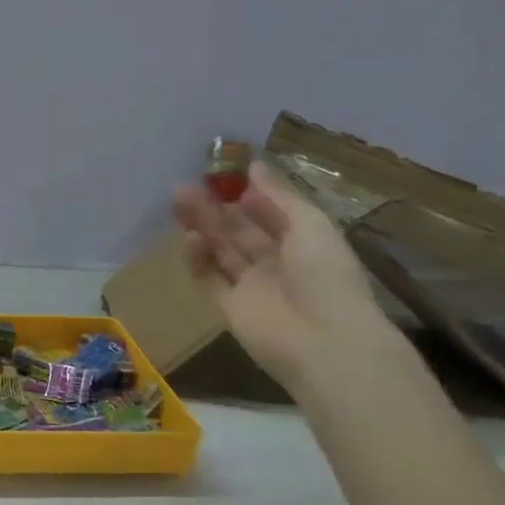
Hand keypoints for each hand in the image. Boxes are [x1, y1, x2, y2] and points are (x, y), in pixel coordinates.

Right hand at [173, 159, 394, 385]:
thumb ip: (279, 195)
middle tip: (187, 184)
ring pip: (220, 250)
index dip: (246, 192)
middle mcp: (275, 262)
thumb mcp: (310, 224)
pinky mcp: (230, 307)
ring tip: (178, 199)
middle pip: (238, 229)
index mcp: (302, 242)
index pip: (268, 212)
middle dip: (214, 206)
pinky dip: (197, 259)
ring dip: (201, 225)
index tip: (220, 170)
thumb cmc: (325, 275)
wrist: (324, 341)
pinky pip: (208, 279)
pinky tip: (189, 238)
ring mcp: (251, 286)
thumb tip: (253, 164)